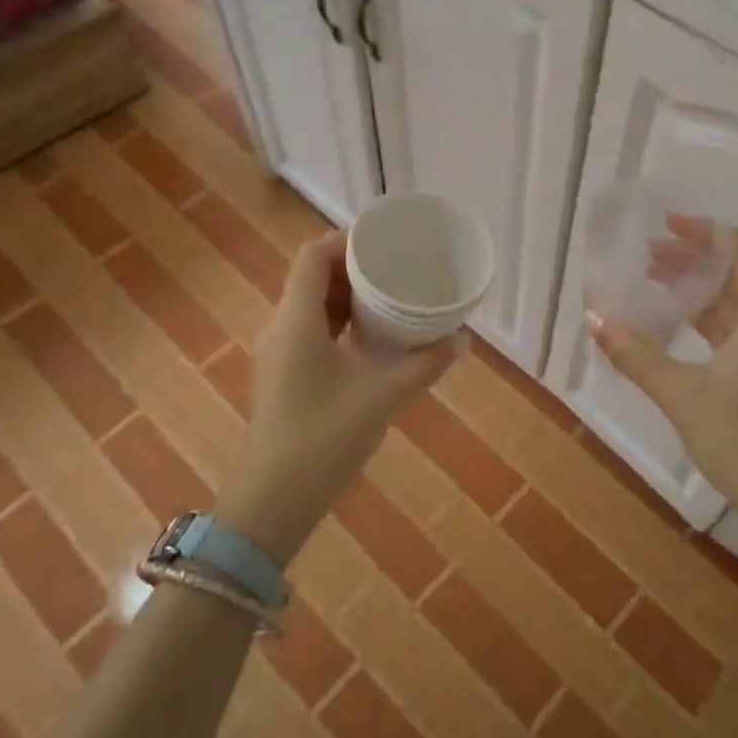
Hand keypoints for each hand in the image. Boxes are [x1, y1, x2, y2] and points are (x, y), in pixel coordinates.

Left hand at [218, 232, 461, 562]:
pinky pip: (310, 330)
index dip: (345, 241)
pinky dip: (338, 322)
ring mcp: (278, 352)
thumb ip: (425, 364)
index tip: (384, 244)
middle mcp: (280, 326)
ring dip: (346, 296)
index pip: (313, 256)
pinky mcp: (283, 375)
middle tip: (396, 269)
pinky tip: (370, 338)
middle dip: (352, 267)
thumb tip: (462, 340)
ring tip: (389, 298)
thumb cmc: (326, 435)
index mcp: (297, 319)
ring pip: (310, 305)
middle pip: (311, 277)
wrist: (276, 496)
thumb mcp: (384, 394)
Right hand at [589, 220, 737, 564]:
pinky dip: (702, 318)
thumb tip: (593, 319)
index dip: (709, 232)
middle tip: (649, 254)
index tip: (668, 225)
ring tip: (654, 281)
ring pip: (733, 303)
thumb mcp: (681, 394)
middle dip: (694, 258)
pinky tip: (672, 324)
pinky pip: (732, 330)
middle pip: (737, 274)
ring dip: (696, 288)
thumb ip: (636, 355)